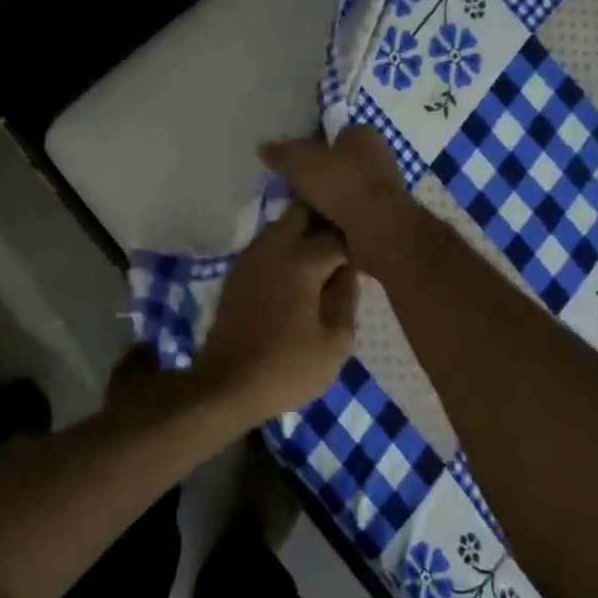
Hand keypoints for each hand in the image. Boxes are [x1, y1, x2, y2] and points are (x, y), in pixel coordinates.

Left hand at [192, 202, 358, 421]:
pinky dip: (284, 247)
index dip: (357, 243)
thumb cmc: (288, 367)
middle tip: (345, 243)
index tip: (369, 254)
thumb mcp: (336, 342)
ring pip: (281, 225)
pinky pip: (266, 244)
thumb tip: (349, 271)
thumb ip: (347, 298)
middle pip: (302, 212)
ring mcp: (250, 257)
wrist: (227, 384)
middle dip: (325, 220)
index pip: (337, 235)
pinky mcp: (236, 272)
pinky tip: (296, 273)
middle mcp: (273, 248)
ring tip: (323, 258)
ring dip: (303, 232)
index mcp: (301, 261)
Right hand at [260, 128, 425, 280]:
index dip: (316, 146)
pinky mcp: (384, 215)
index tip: (298, 164)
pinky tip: (322, 229)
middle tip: (297, 190)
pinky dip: (340, 220)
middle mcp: (379, 157)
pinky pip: (354, 214)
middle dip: (322, 176)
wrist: (376, 226)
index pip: (337, 134)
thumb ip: (281, 153)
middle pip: (342, 163)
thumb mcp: (299, 162)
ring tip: (305, 213)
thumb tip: (263, 147)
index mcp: (364, 134)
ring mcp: (385, 188)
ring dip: (330, 201)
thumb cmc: (339, 182)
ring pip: (348, 190)